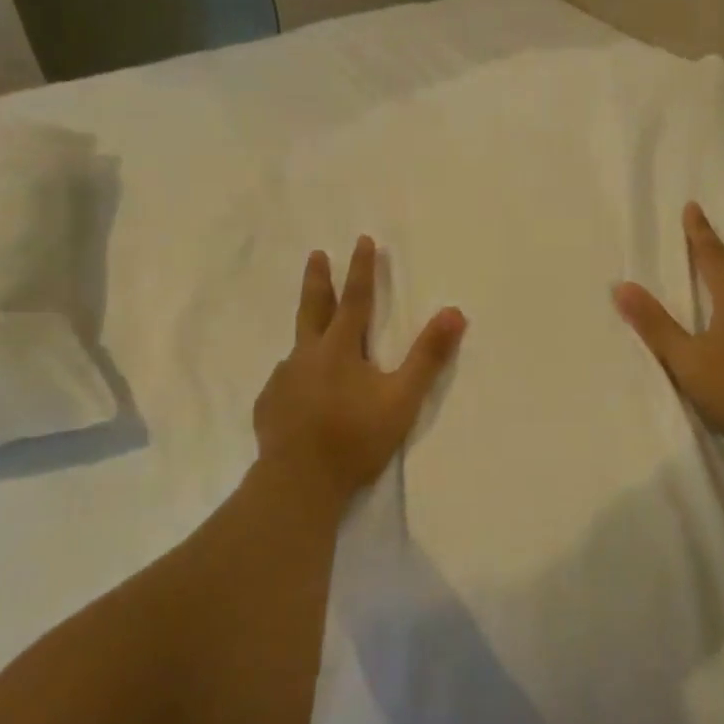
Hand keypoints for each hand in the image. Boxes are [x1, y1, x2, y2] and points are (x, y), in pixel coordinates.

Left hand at [254, 236, 465, 502]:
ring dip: (308, 335)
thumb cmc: (355, 438)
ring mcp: (283, 380)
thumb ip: (428, 356)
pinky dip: (297, 378)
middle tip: (316, 255)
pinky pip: (286, 382)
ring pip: (298, 349)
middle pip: (313, 308)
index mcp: (339, 349)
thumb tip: (454, 311)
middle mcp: (306, 355)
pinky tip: (301, 393)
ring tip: (316, 342)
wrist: (298, 483)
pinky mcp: (269, 405)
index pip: (355, 299)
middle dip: (318, 280)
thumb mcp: (402, 398)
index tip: (363, 240)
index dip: (361, 269)